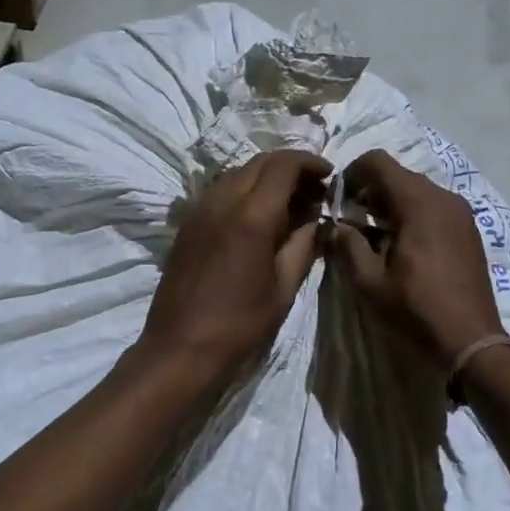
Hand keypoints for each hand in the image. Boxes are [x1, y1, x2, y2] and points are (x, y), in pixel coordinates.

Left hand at [140, 149, 330, 382]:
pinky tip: (256, 216)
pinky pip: (219, 191)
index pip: (283, 165)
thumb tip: (316, 220)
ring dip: (265, 176)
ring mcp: (199, 211)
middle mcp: (221, 202)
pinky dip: (243, 190)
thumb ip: (302, 246)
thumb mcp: (283, 288)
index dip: (310, 162)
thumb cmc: (239, 324)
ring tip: (288, 202)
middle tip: (313, 189)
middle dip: (290, 167)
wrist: (180, 348)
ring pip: (237, 173)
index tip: (329, 176)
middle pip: (259, 162)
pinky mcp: (186, 225)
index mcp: (251, 217)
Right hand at [330, 150, 502, 366]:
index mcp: (419, 202)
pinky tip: (403, 247)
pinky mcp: (469, 231)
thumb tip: (334, 227)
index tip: (338, 200)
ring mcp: (461, 213)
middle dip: (370, 191)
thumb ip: (348, 246)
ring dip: (391, 204)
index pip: (378, 162)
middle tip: (352, 222)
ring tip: (375, 238)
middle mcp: (444, 197)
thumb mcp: (370, 281)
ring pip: (418, 192)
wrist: (470, 340)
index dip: (352, 174)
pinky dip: (413, 216)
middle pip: (399, 175)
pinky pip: (435, 208)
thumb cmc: (416, 309)